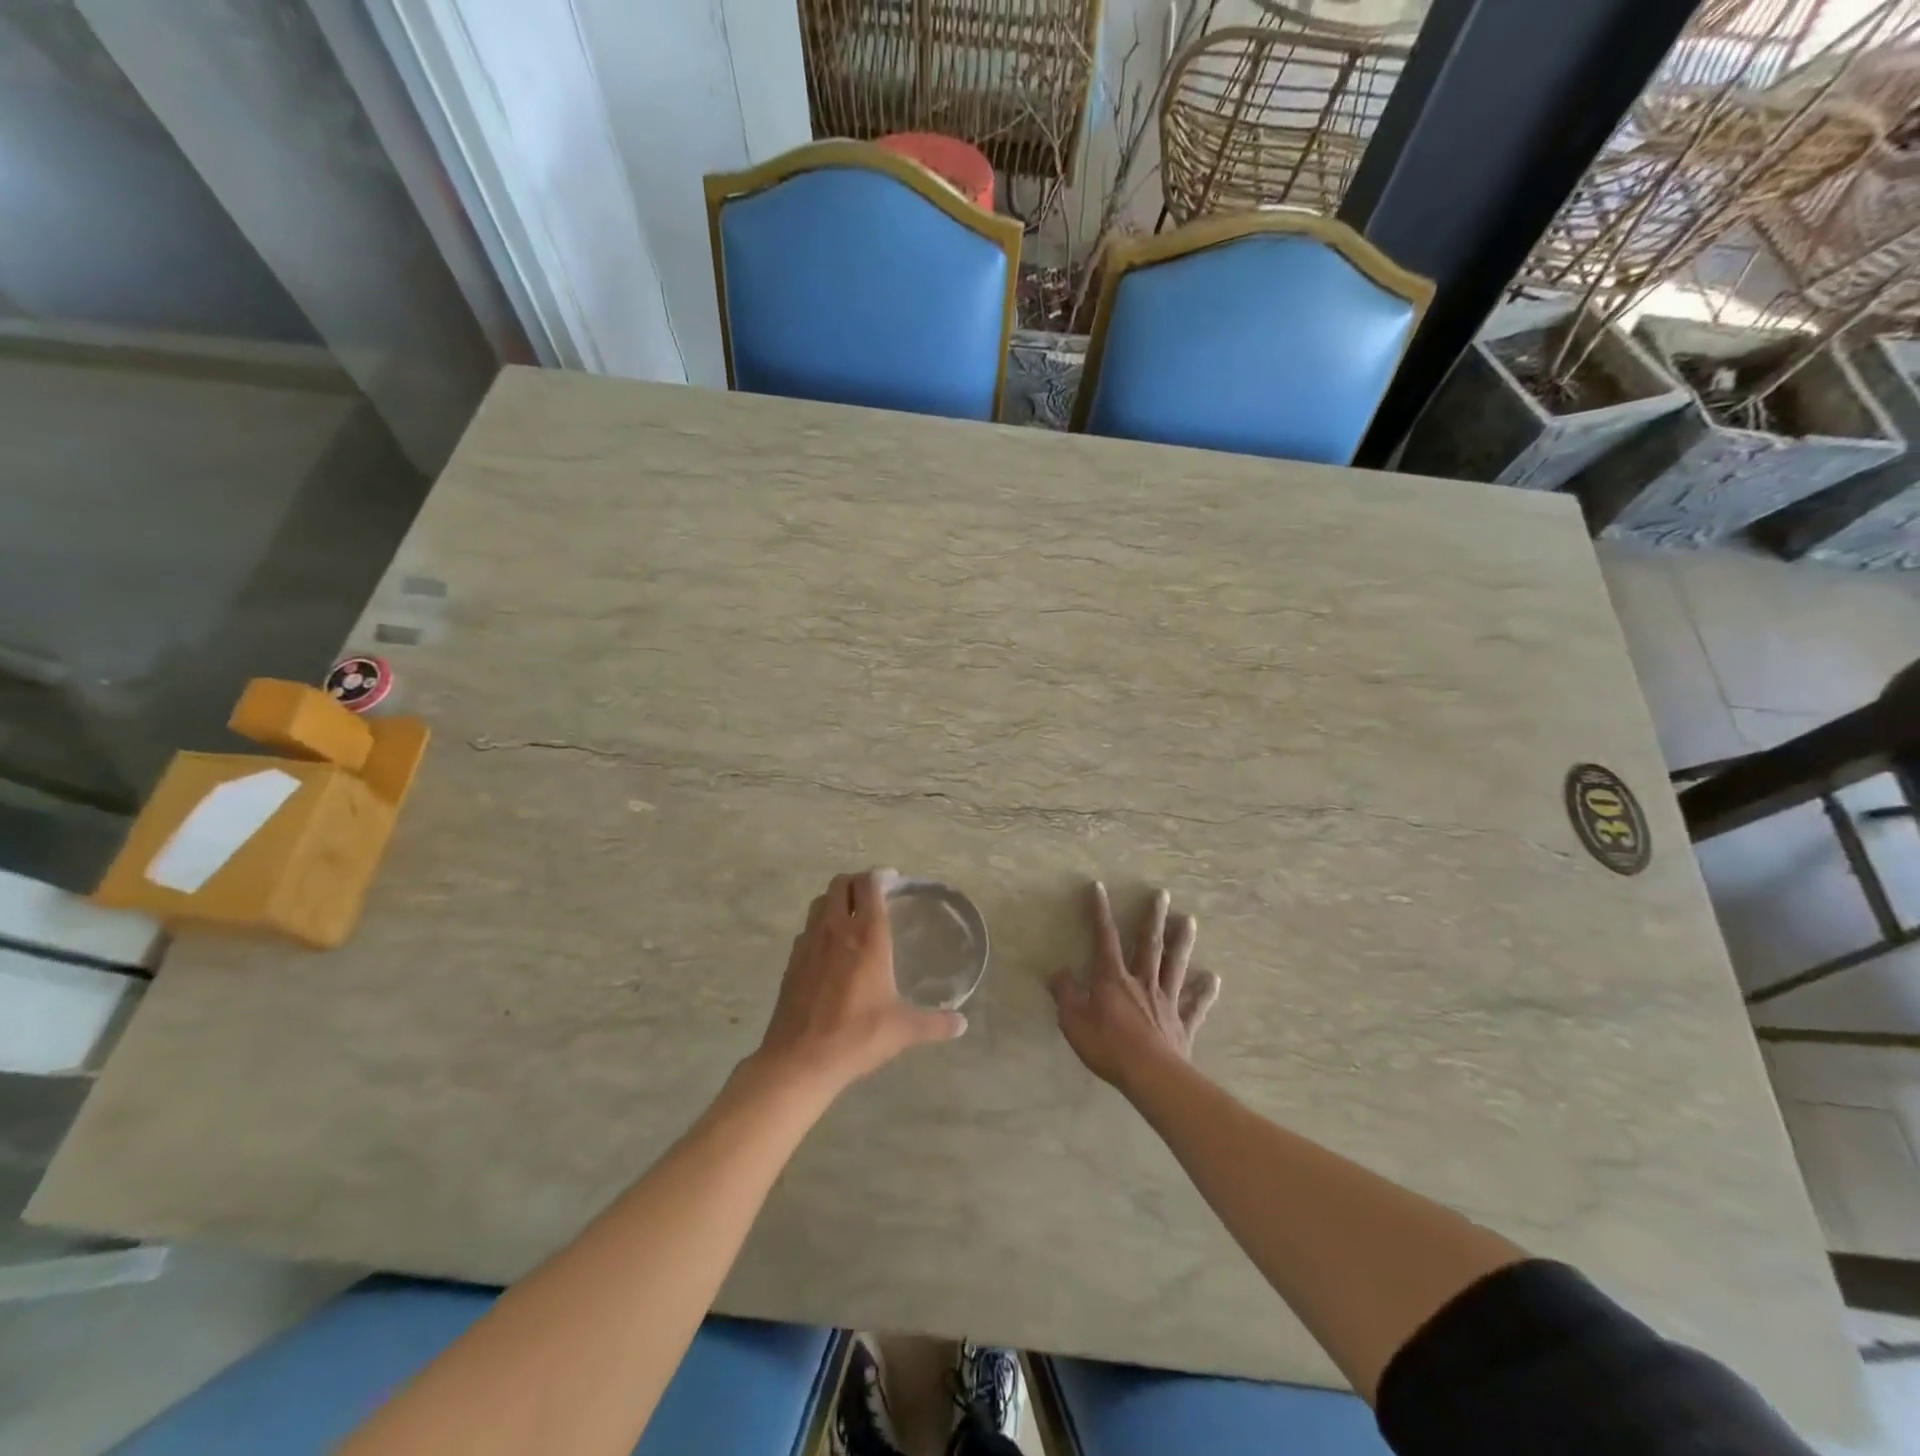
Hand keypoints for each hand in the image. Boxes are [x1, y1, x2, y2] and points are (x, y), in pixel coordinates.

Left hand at [753, 870, 966, 1094]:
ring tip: (851, 914)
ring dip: (836, 899)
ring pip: (820, 901)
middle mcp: (836, 929)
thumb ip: (935, 1023)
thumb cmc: (857, 1036)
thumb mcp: (904, 1030)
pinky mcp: (792, 960)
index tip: (892, 880)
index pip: (869, 886)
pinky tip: (831, 948)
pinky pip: (808, 928)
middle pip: (841, 884)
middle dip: (857, 881)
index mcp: (866, 936)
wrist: (799, 1059)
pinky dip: (821, 925)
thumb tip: (961, 1024)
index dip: (880, 876)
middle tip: (873, 892)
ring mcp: (809, 942)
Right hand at [1050, 882, 1220, 1090]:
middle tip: (1163, 894)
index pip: (1104, 938)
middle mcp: (1142, 982)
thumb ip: (1065, 994)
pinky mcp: (1182, 1024)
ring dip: (1182, 942)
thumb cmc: (1107, 1045)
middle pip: (1149, 944)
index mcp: (1113, 979)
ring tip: (1190, 920)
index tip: (1099, 887)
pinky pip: (1195, 1005)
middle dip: (1153, 918)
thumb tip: (1057, 972)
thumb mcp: (1073, 1020)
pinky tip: (1213, 978)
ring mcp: (1166, 1001)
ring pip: (1175, 965)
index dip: (1100, 912)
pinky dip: (1204, 991)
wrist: (1149, 1075)